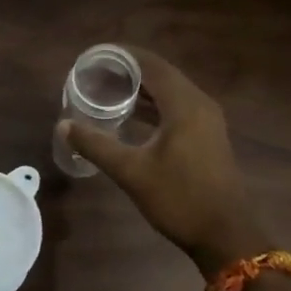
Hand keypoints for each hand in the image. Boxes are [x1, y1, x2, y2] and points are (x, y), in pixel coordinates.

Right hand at [57, 49, 270, 276]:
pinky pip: (177, 108)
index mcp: (184, 104)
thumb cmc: (180, 199)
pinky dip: (154, 106)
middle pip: (161, 75)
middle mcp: (199, 104)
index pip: (151, 65)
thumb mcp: (132, 172)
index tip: (94, 55)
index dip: (123, 56)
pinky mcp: (207, 137)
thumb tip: (64, 125)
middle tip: (95, 72)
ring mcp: (207, 121)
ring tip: (107, 90)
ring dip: (142, 89)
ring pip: (170, 93)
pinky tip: (131, 117)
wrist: (225, 234)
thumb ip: (97, 145)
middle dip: (129, 71)